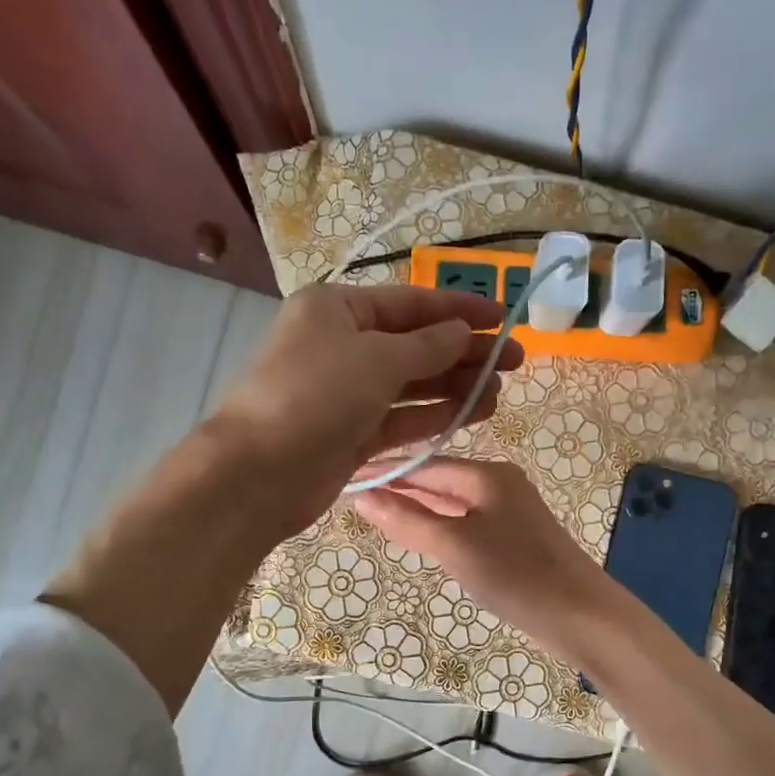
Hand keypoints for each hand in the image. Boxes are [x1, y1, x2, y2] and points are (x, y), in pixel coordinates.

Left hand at [206, 284, 525, 537]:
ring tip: (498, 392)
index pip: (410, 303)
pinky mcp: (353, 433)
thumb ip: (428, 346)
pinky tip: (472, 414)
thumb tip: (462, 332)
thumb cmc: (316, 395)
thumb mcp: (377, 359)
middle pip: (415, 344)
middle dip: (464, 352)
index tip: (503, 316)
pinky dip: (434, 415)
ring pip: (412, 384)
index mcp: (337, 310)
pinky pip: (402, 418)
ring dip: (455, 386)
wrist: (260, 472)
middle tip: (514, 361)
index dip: (459, 309)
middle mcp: (342, 346)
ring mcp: (347, 393)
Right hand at [351, 457, 612, 649]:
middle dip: (400, 487)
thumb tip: (363, 497)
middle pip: (439, 480)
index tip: (345, 475)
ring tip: (377, 513)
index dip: (386, 472)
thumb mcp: (454, 546)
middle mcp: (499, 484)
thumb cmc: (516, 575)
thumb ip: (408, 521)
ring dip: (418, 507)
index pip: (424, 465)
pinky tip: (422, 536)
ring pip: (452, 502)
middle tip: (353, 495)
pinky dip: (440, 525)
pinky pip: (467, 522)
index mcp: (487, 475)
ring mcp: (510, 511)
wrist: (581, 615)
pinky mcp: (515, 538)